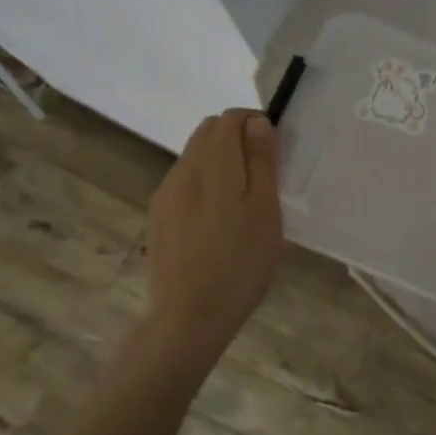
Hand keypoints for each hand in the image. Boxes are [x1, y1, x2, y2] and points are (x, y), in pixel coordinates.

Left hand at [143, 109, 282, 358]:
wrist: (189, 316)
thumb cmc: (240, 263)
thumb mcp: (266, 210)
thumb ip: (261, 161)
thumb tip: (257, 123)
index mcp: (213, 163)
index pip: (231, 118)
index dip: (257, 124)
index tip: (277, 151)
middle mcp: (182, 169)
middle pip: (208, 131)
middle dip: (237, 138)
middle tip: (264, 173)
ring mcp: (165, 193)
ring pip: (194, 156)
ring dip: (220, 161)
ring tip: (243, 199)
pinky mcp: (158, 216)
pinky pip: (184, 181)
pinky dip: (205, 182)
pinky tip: (218, 219)